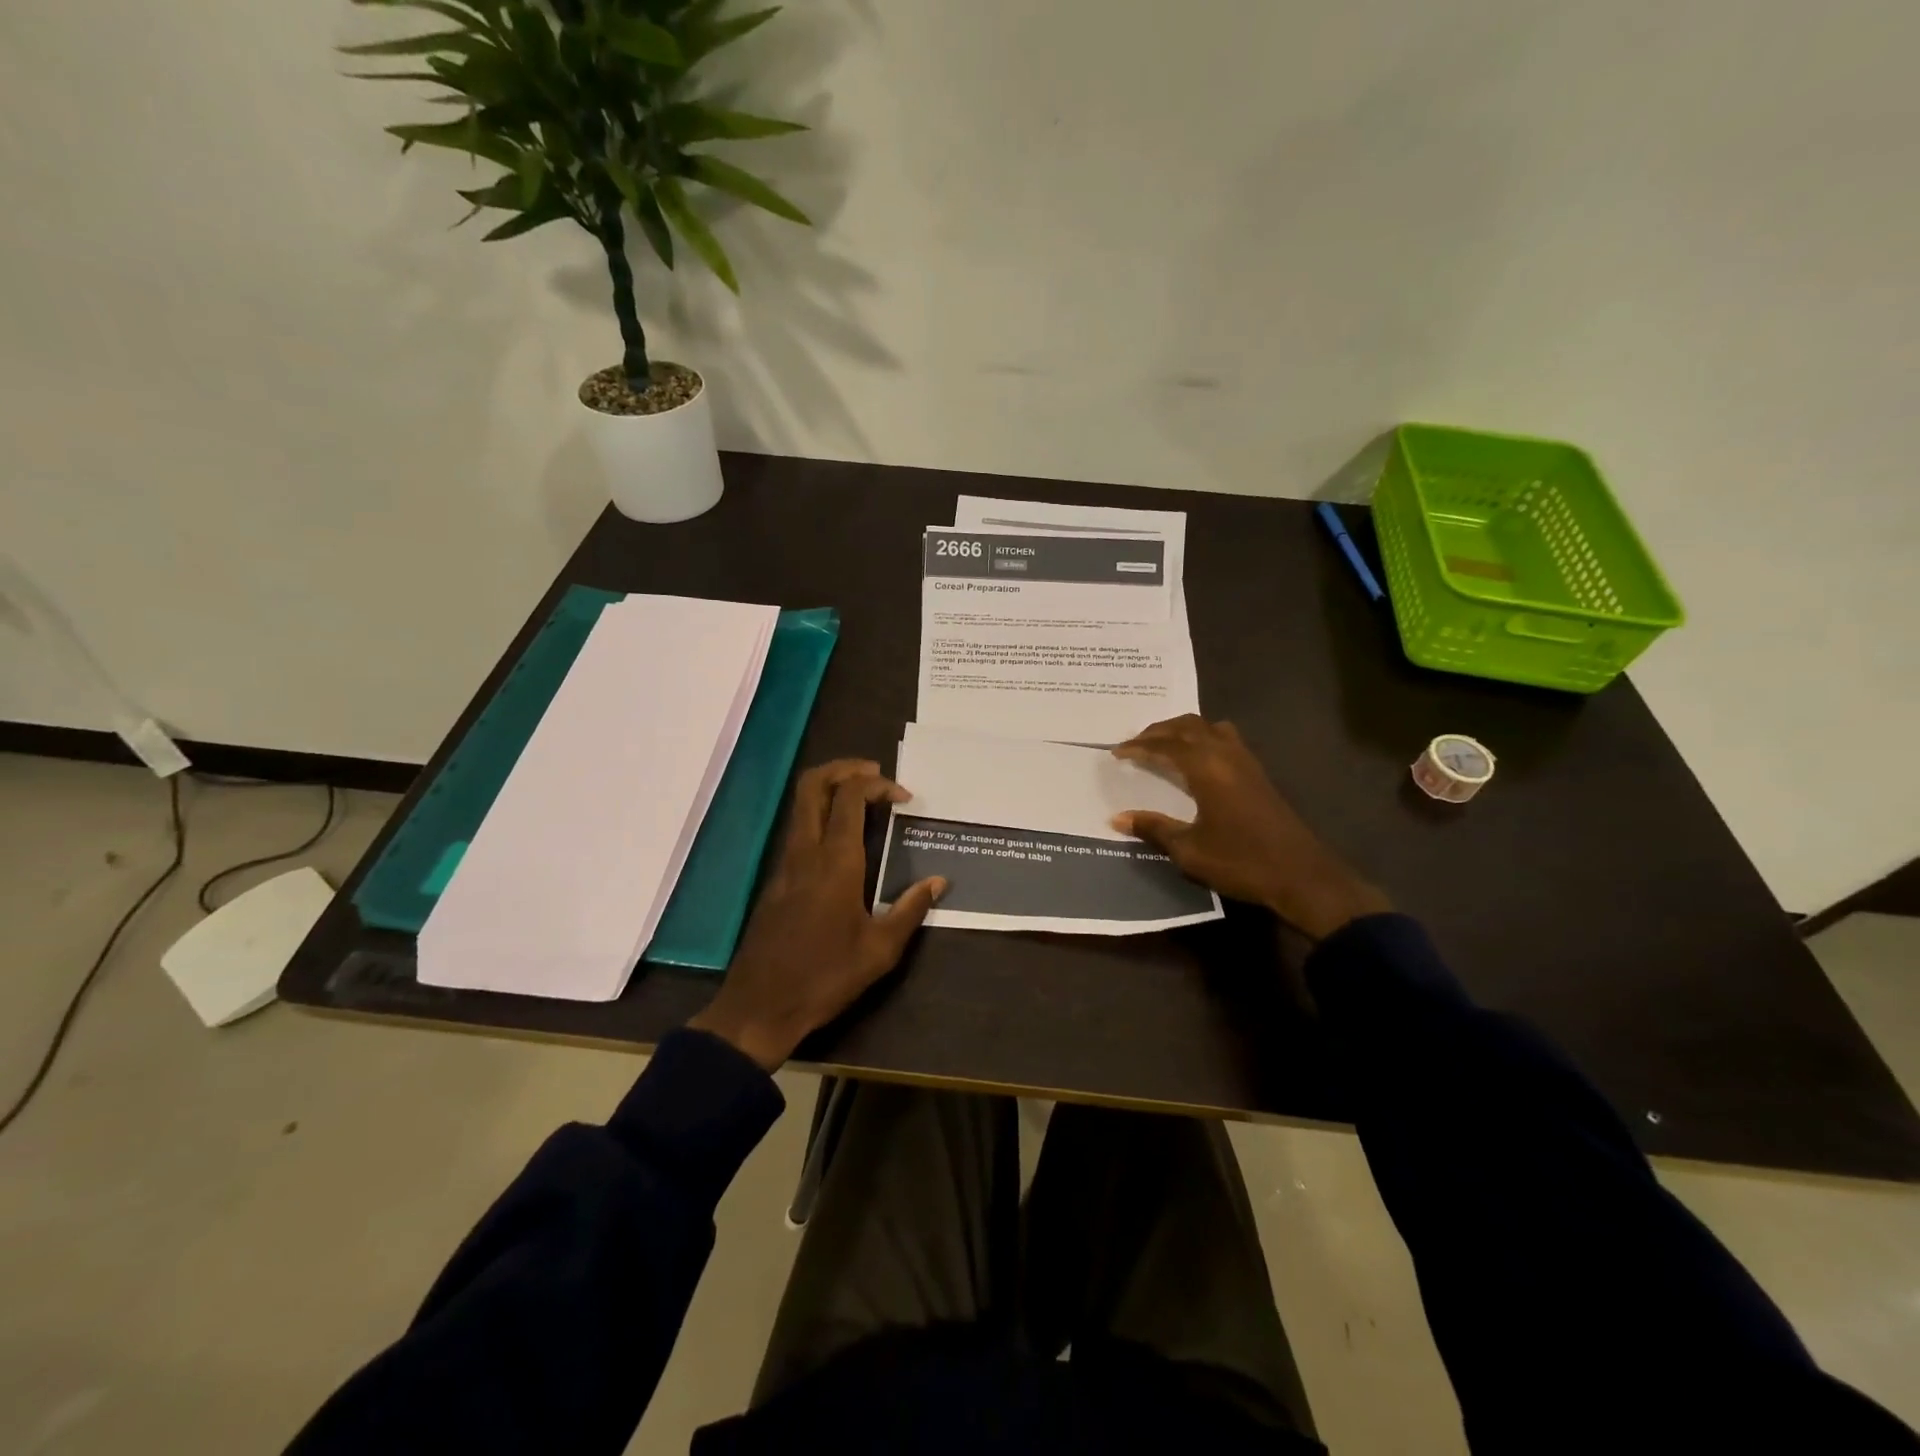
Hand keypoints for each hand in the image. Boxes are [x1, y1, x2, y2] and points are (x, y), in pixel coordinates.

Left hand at [690, 759, 945, 1070]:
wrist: (759, 1007)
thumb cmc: (825, 977)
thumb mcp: (880, 950)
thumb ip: (910, 909)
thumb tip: (939, 881)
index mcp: (835, 862)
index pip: (849, 796)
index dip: (877, 784)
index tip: (903, 797)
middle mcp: (805, 851)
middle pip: (813, 785)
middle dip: (844, 768)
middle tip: (875, 774)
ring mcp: (785, 863)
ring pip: (801, 804)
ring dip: (830, 789)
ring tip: (864, 800)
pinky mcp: (776, 879)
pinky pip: (798, 828)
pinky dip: (821, 815)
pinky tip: (844, 838)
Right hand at [1111, 715, 1389, 939]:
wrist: (1301, 876)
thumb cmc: (1240, 861)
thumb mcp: (1189, 850)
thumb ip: (1153, 828)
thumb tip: (1117, 818)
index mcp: (1207, 768)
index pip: (1165, 745)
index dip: (1139, 746)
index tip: (1116, 752)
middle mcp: (1226, 755)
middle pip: (1187, 727)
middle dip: (1158, 731)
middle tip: (1135, 743)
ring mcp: (1246, 762)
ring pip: (1209, 728)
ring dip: (1183, 730)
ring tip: (1163, 744)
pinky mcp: (1258, 774)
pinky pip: (1225, 739)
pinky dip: (1203, 738)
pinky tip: (1197, 759)